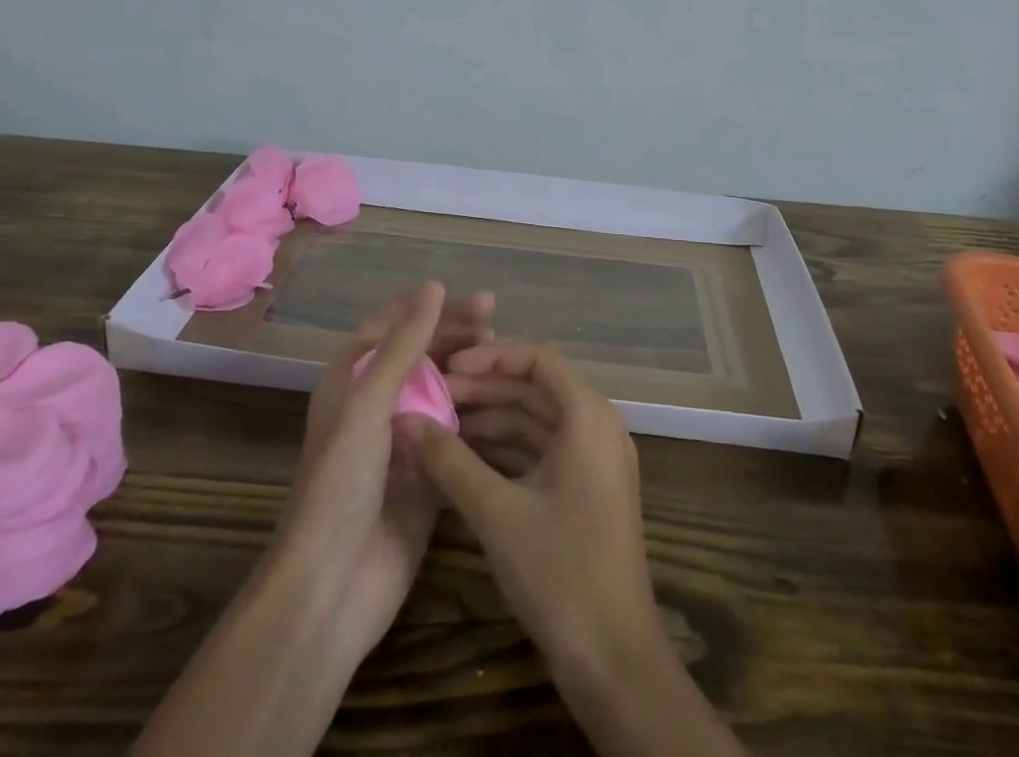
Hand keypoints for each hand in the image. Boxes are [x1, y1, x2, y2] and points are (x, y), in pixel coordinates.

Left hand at [136, 283, 492, 756]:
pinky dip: (477, 413)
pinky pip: (455, 431)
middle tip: (496, 321)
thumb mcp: (369, 403)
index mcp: (353, 379)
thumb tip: (433, 286)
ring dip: (470, 371)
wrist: (333, 585)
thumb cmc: (341, 482)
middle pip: (422, 354)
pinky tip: (506, 404)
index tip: (472, 302)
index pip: (394, 325)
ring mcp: (405, 438)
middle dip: (456, 334)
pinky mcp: (428, 473)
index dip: (430, 308)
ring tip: (506, 358)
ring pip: (443, 389)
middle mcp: (378, 402)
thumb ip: (404, 345)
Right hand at [398, 340, 657, 675]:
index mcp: (588, 416)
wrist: (614, 660)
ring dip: (490, 422)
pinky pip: (541, 452)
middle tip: (431, 398)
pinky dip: (504, 452)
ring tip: (437, 427)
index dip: (490, 357)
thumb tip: (405, 420)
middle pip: (535, 389)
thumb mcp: (496, 512)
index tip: (446, 367)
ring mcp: (593, 460)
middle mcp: (596, 426)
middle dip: (483, 391)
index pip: (537, 360)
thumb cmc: (560, 570)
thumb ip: (449, 461)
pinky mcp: (585, 490)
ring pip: (535, 422)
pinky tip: (461, 461)